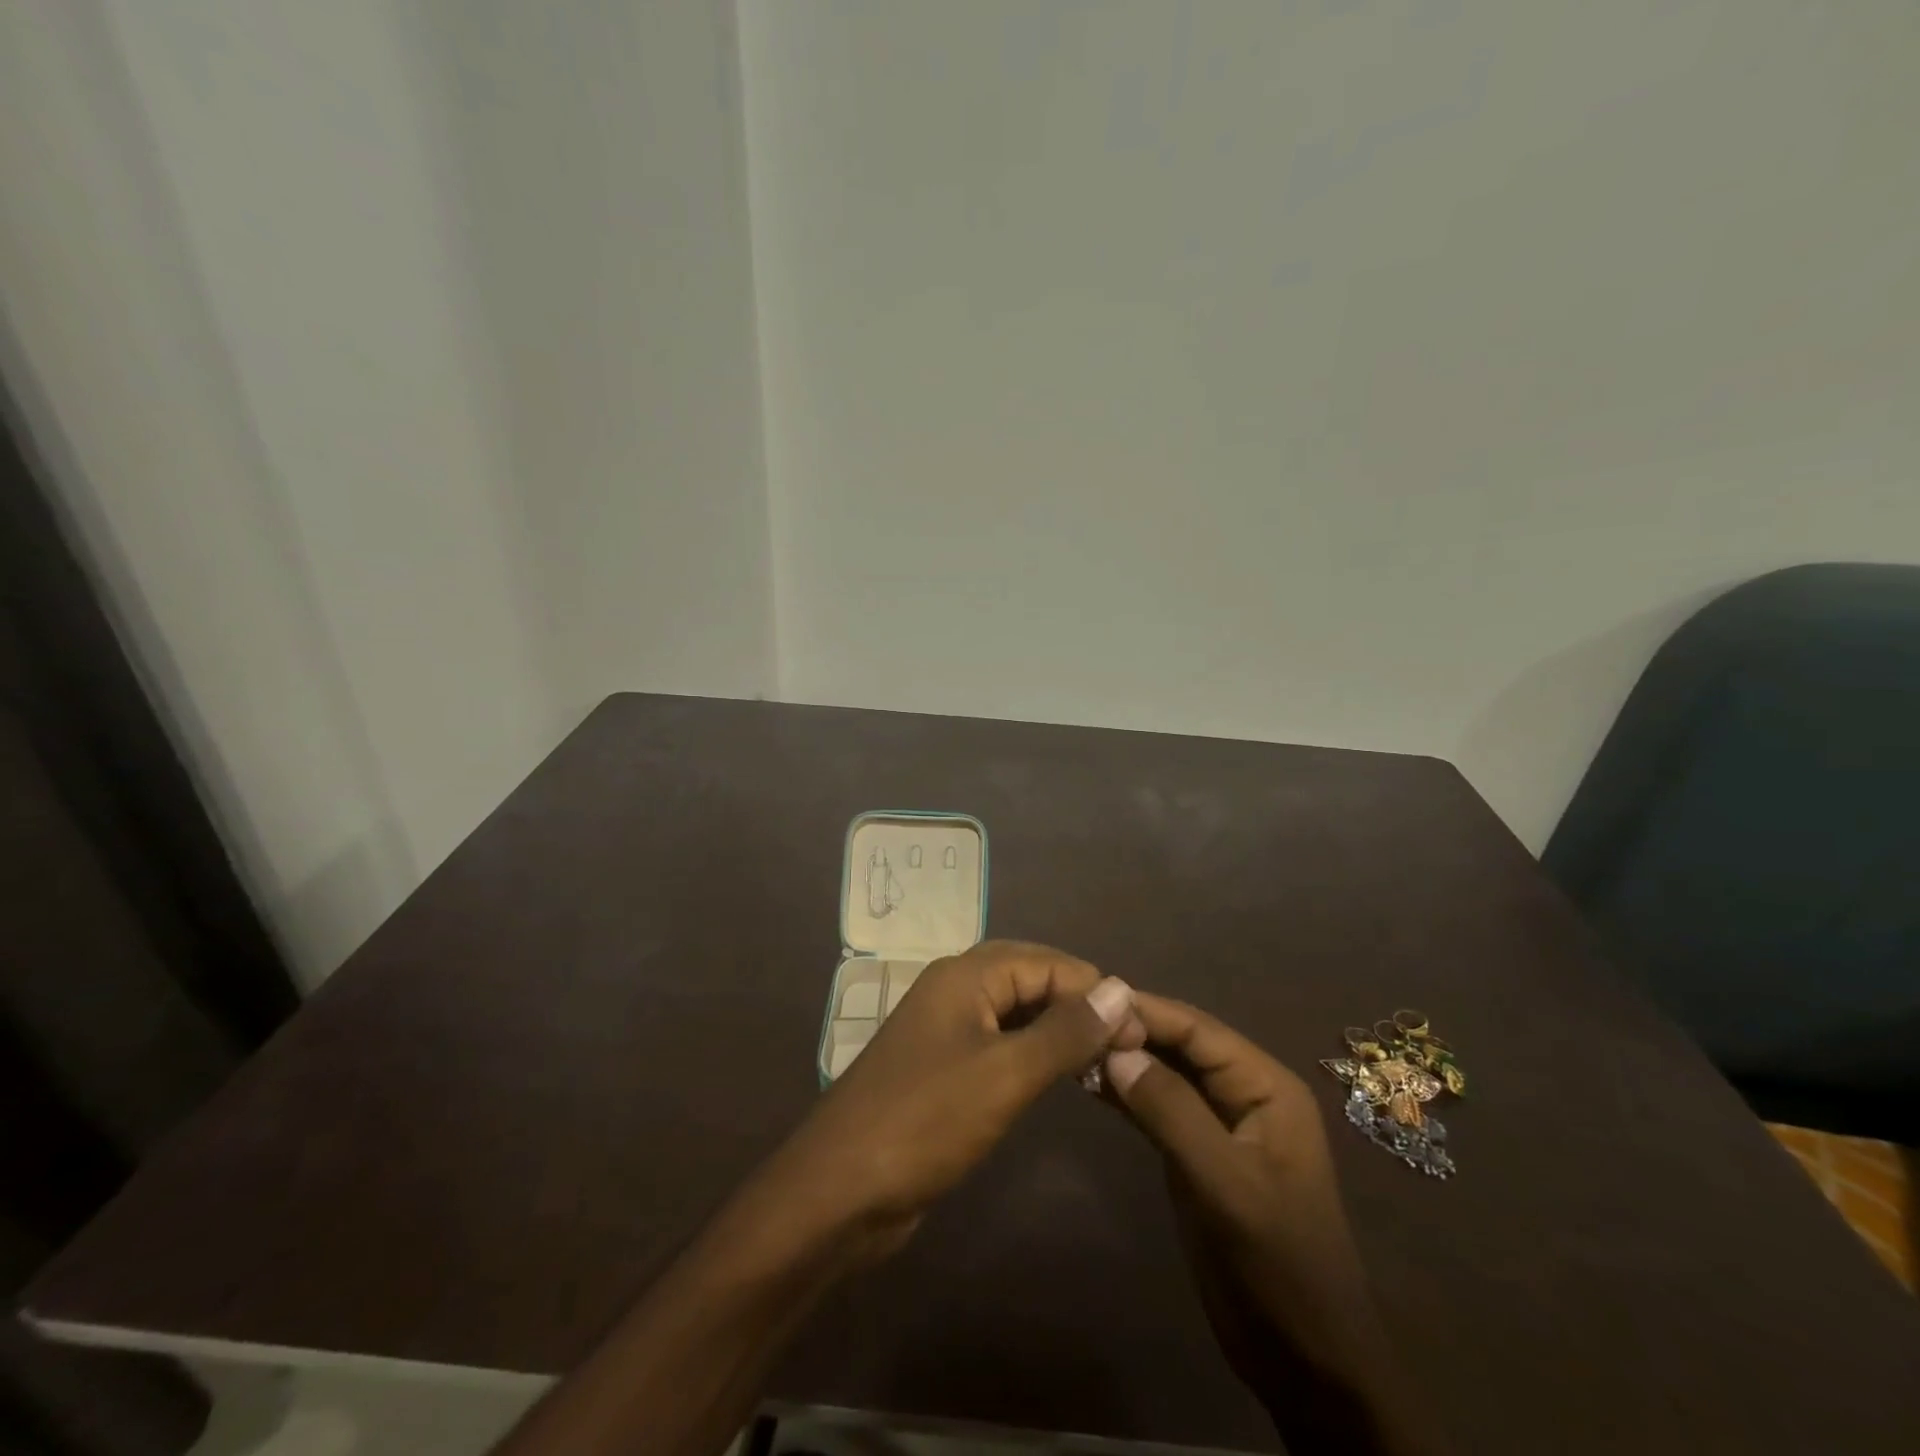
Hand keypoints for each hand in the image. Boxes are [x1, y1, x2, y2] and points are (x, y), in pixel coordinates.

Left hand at [758, 941, 1142, 1262]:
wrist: (840, 1190)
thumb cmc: (925, 1121)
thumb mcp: (1005, 1074)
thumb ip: (1065, 1031)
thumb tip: (1120, 988)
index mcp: (964, 976)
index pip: (1045, 961)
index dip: (1094, 989)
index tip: (1138, 1030)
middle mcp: (954, 991)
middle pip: (1029, 978)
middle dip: (1077, 1003)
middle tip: (1124, 1043)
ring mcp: (945, 1030)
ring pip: (1014, 1012)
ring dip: (1057, 1028)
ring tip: (1102, 1059)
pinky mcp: (942, 1069)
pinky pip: (998, 1044)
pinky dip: (1032, 1053)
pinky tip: (1057, 1077)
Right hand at [1104, 995, 1442, 1455]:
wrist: (1305, 1361)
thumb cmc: (1279, 1265)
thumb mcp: (1227, 1185)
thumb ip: (1172, 1112)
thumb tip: (1115, 1050)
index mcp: (1266, 1086)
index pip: (1198, 1030)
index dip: (1146, 1011)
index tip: (1091, 1001)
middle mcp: (1243, 1092)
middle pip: (1180, 1045)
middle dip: (1131, 1031)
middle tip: (1072, 1021)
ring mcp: (1219, 1123)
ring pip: (1164, 1073)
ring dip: (1123, 1060)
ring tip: (1071, 1045)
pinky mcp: (1196, 1153)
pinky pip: (1156, 1107)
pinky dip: (1125, 1094)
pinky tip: (1089, 1084)